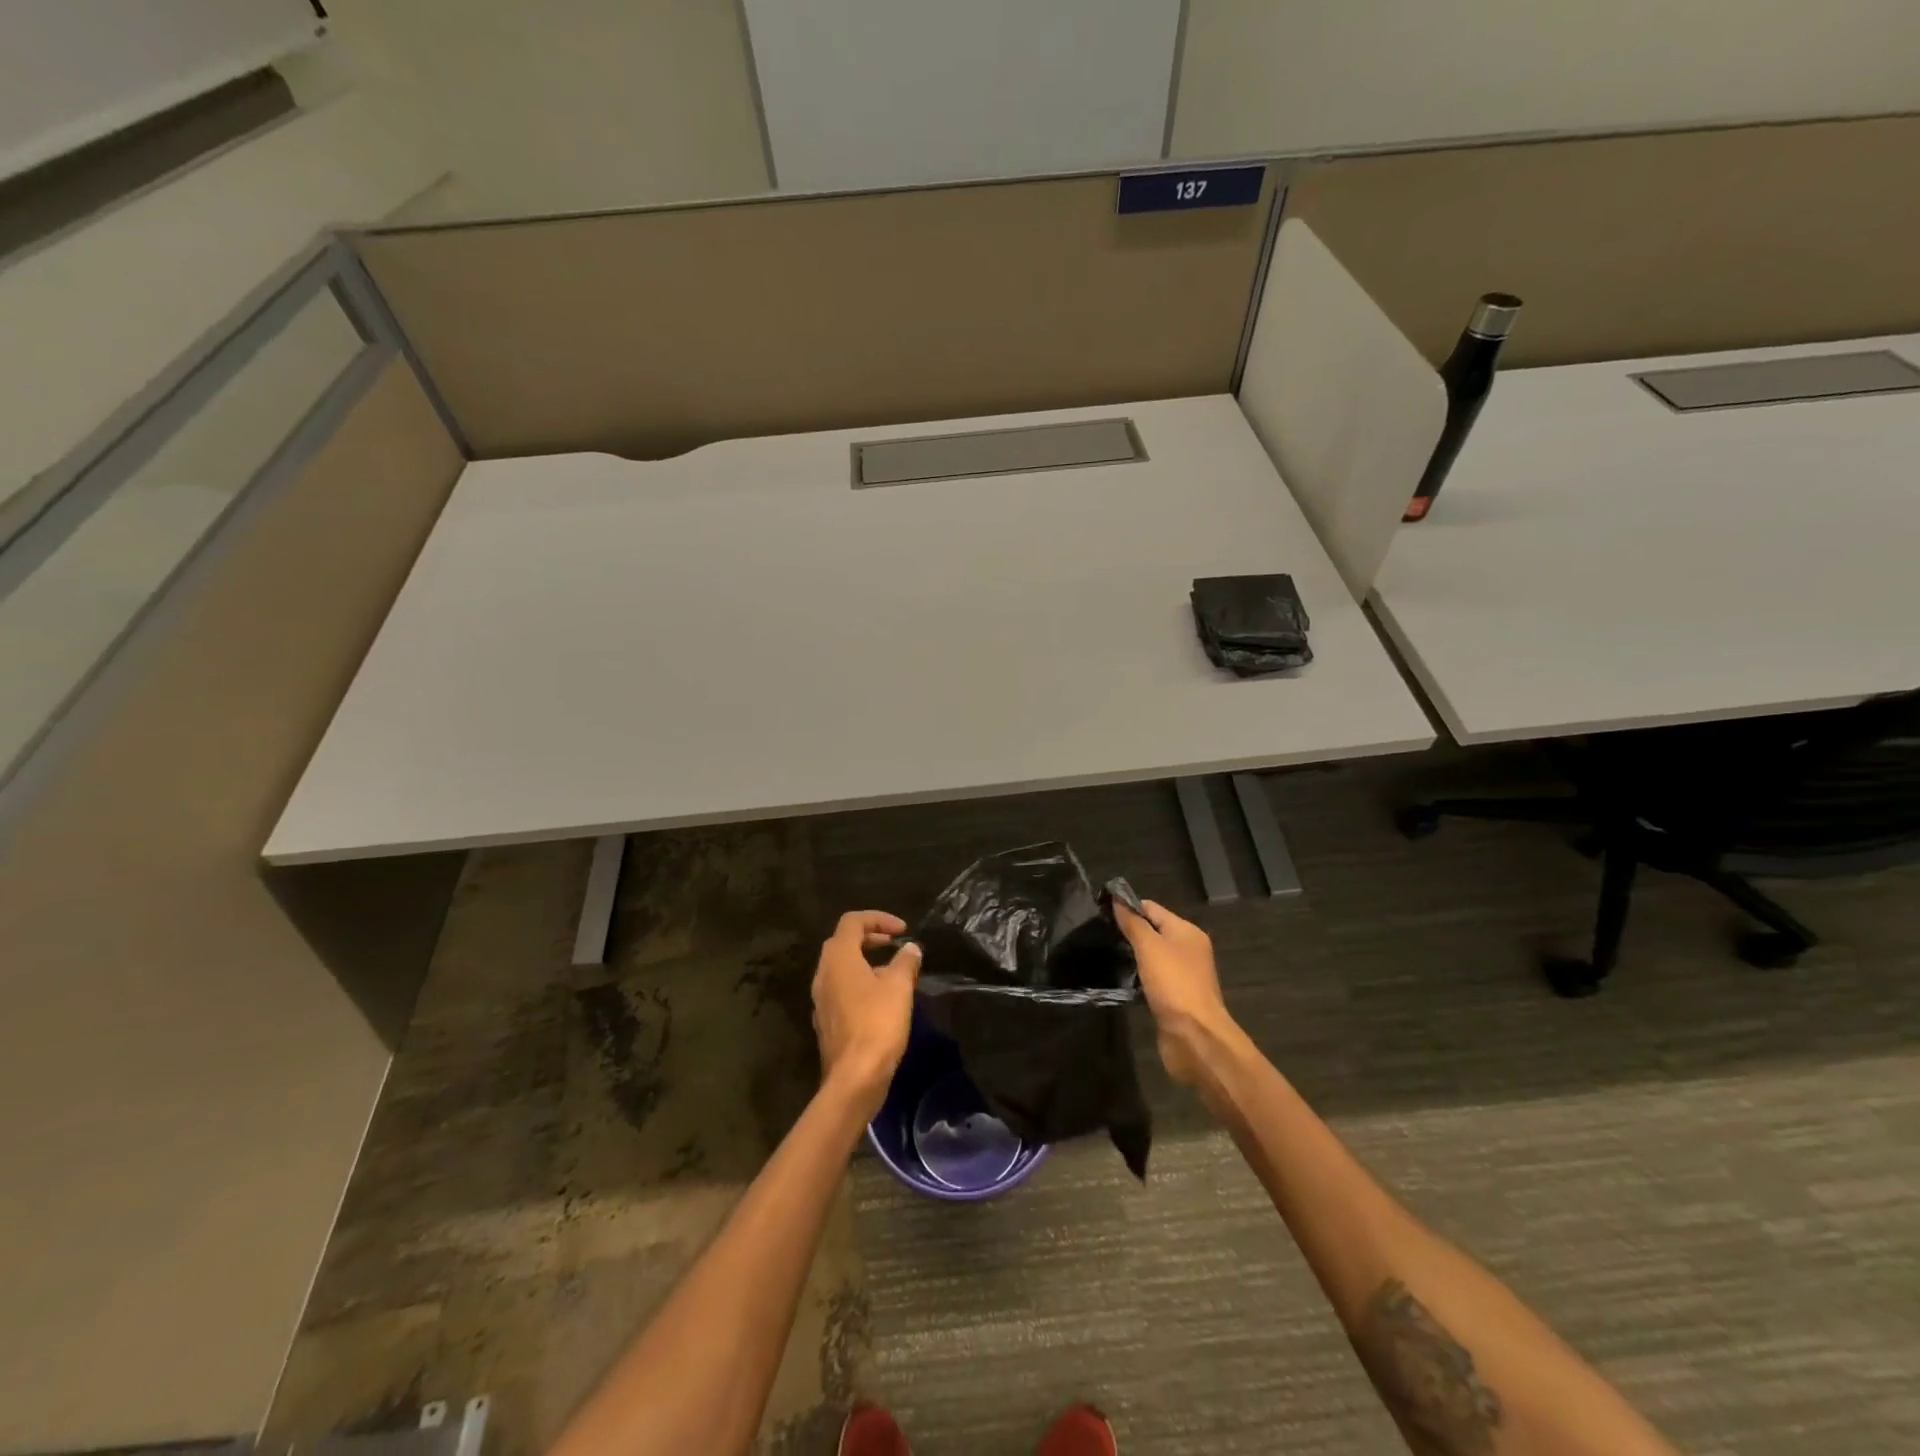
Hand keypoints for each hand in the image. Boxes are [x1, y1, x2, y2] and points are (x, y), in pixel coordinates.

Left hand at [811, 911, 919, 1117]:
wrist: (854, 1078)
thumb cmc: (877, 1024)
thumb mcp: (899, 987)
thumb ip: (905, 961)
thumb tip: (910, 948)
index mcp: (838, 958)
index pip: (852, 922)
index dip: (878, 918)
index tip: (903, 930)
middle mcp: (823, 974)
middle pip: (843, 942)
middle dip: (871, 937)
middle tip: (895, 944)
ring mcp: (821, 999)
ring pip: (841, 967)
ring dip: (866, 961)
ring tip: (894, 972)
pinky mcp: (826, 1020)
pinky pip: (841, 989)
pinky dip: (860, 983)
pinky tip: (881, 999)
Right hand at [1113, 899, 1237, 1087]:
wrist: (1195, 1036)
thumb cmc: (1174, 984)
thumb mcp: (1150, 947)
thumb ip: (1133, 923)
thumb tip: (1118, 900)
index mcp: (1186, 932)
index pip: (1152, 908)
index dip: (1127, 907)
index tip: (1100, 911)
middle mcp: (1188, 950)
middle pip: (1153, 931)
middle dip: (1129, 932)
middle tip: (1100, 934)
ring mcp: (1183, 975)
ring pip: (1152, 957)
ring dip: (1133, 956)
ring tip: (1106, 954)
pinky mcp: (1175, 997)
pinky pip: (1153, 978)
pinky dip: (1138, 977)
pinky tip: (1121, 979)